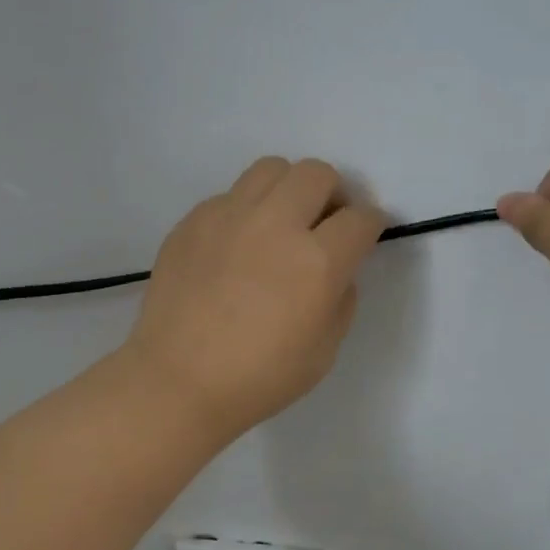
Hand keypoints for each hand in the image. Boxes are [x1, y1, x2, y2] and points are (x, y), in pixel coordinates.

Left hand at [124, 158, 385, 442]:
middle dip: (332, 194)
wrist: (178, 381)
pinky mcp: (193, 220)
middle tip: (324, 223)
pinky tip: (237, 244)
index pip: (360, 218)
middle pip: (317, 174)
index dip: (370, 223)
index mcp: (317, 261)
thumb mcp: (325, 350)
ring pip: (271, 168)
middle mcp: (275, 224)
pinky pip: (230, 195)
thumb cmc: (259, 378)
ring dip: (288, 189)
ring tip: (281, 220)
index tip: (365, 233)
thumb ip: (341, 298)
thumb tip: (338, 270)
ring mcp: (229, 216)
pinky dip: (246, 210)